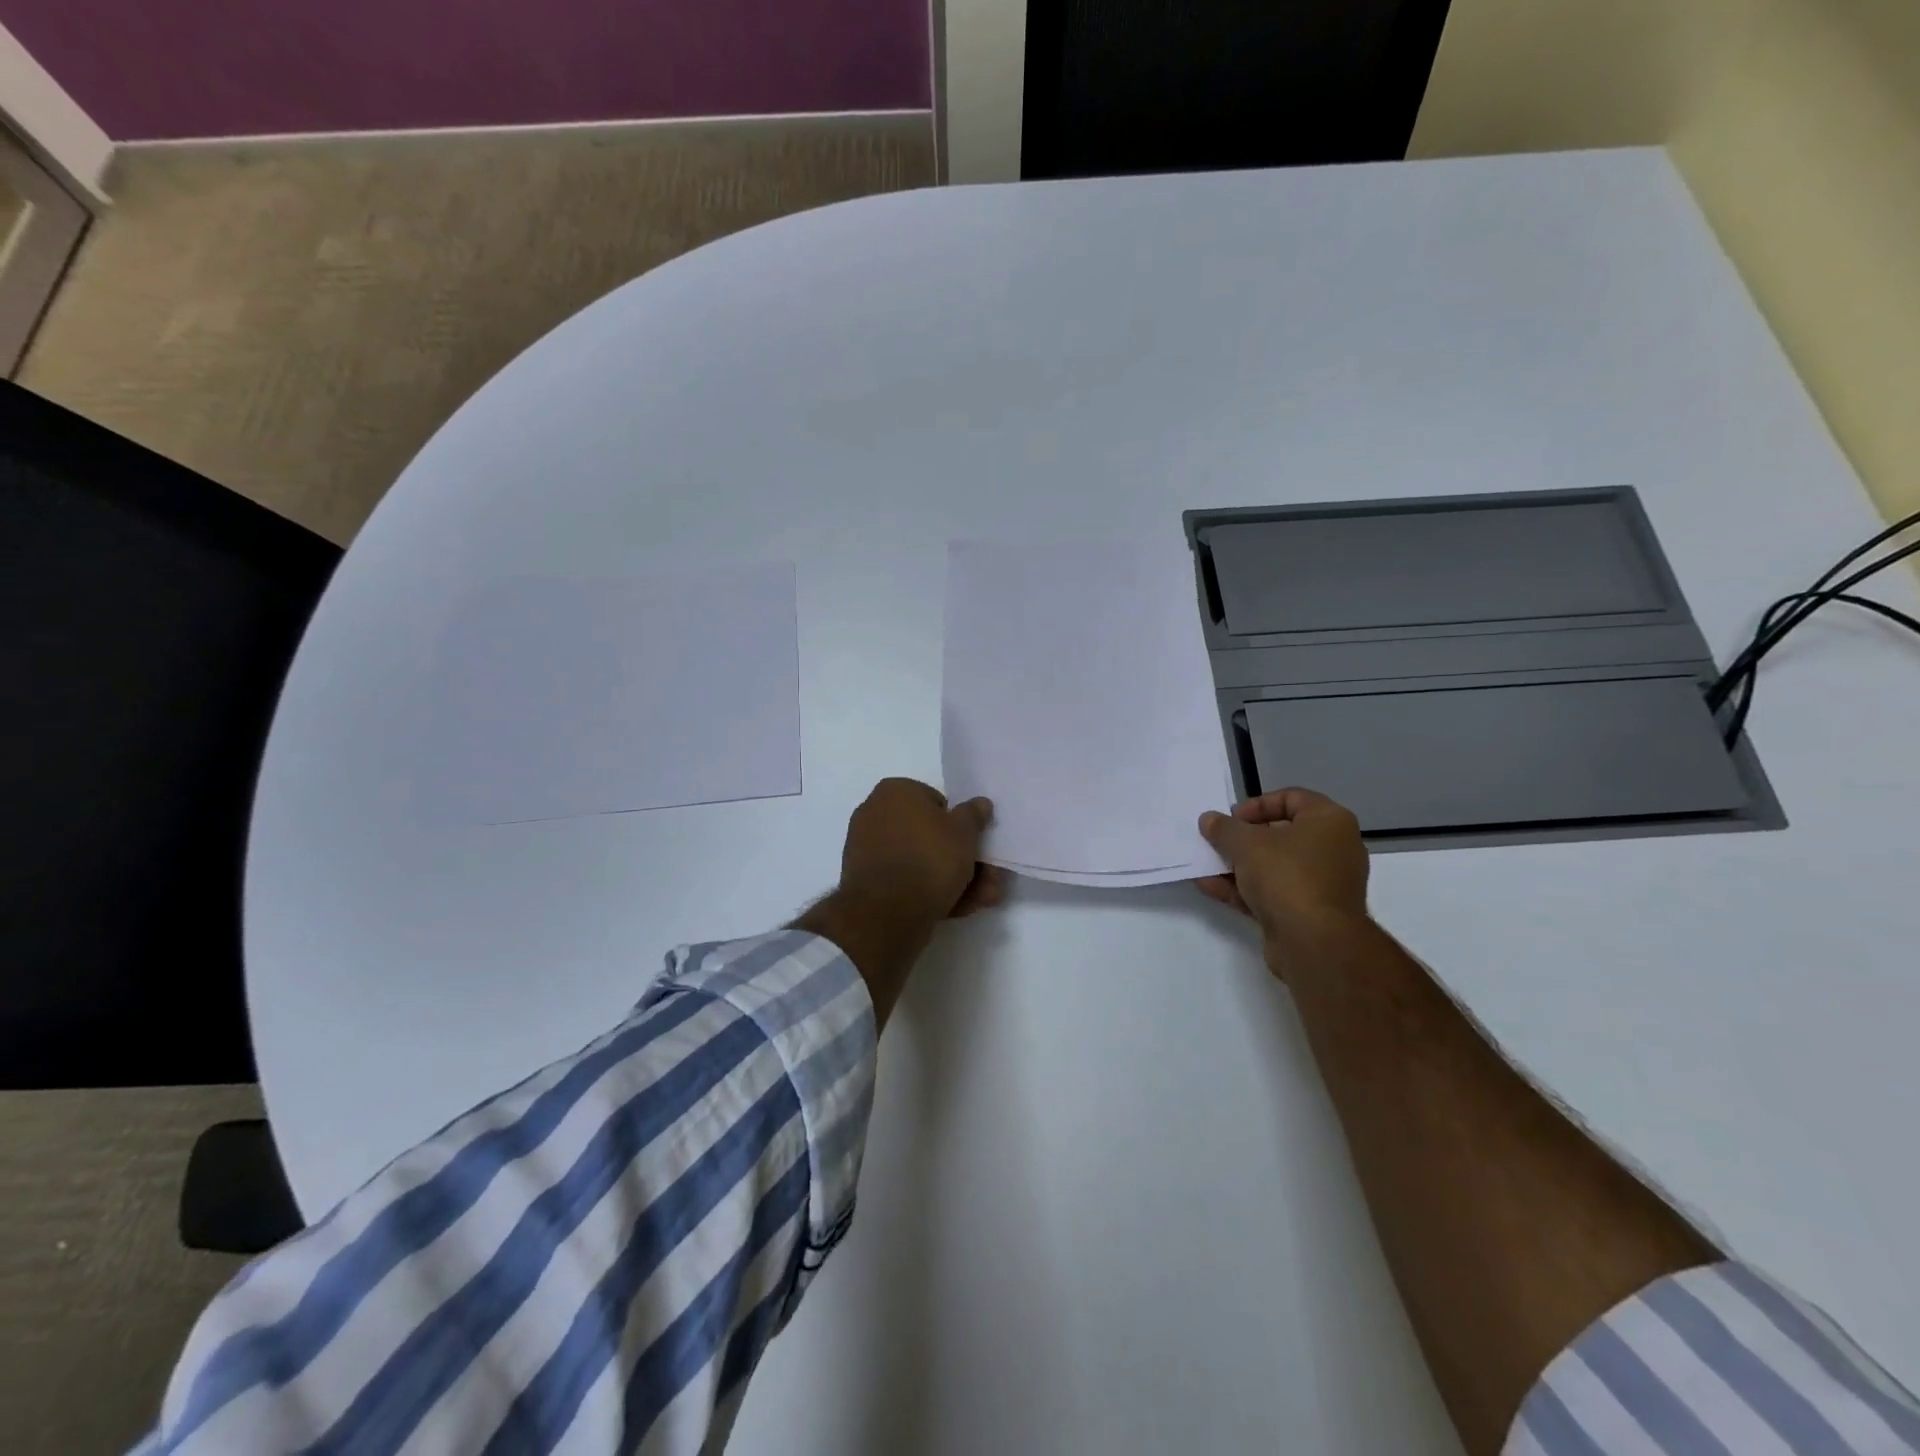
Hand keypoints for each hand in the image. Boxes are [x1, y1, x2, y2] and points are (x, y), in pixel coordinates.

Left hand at [798, 778, 1002, 1026]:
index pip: (936, 802)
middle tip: (990, 878)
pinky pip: (906, 880)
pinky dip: (931, 891)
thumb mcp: (964, 832)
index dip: (960, 824)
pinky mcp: (868, 883)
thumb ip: (973, 815)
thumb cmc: (929, 859)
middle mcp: (876, 815)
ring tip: (983, 899)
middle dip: (963, 859)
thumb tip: (980, 803)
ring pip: (921, 861)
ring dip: (955, 879)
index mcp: (894, 792)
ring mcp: (869, 851)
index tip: (977, 844)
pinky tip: (959, 908)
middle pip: (930, 836)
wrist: (886, 913)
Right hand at [1195, 788, 1369, 974]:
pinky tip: (1210, 886)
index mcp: (1329, 821)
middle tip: (1217, 842)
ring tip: (1205, 865)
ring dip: (1238, 865)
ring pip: (1274, 866)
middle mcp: (1333, 849)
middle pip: (1281, 834)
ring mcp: (1322, 884)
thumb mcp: (1246, 843)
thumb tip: (1209, 820)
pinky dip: (1244, 888)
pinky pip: (1272, 892)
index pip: (1291, 798)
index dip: (1256, 805)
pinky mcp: (1308, 912)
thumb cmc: (1286, 875)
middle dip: (1243, 838)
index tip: (1231, 819)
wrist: (1315, 941)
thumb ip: (1224, 828)